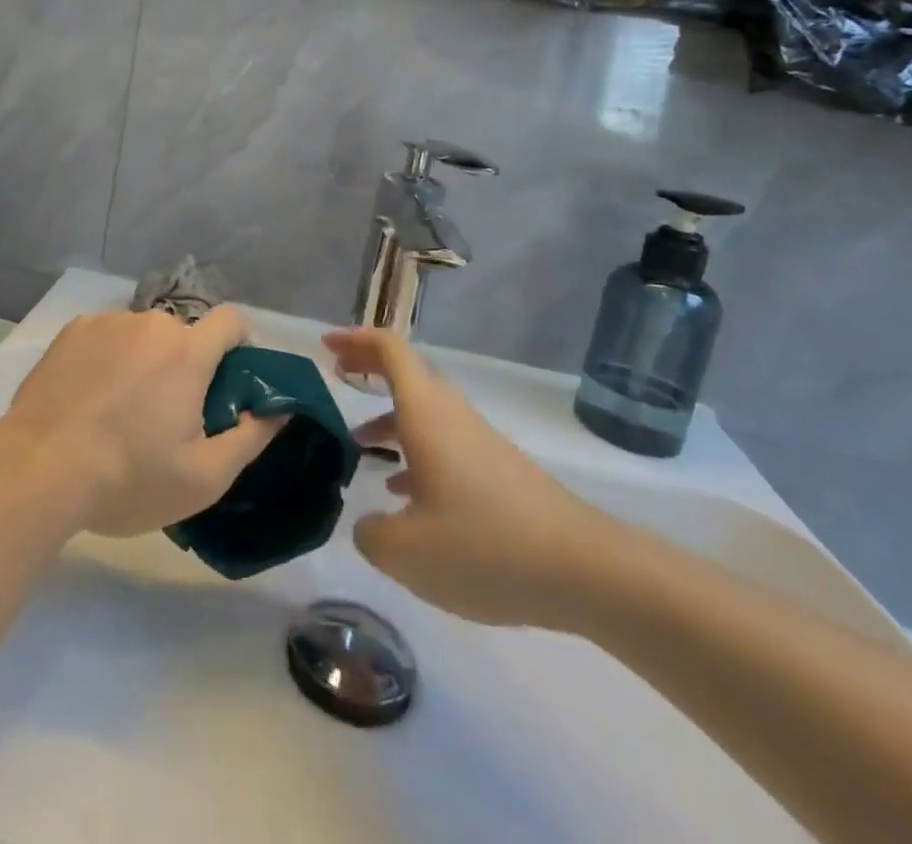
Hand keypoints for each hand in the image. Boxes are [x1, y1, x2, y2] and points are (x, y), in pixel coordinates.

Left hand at [0, 307, 284, 537]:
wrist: (39, 469)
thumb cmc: (128, 477)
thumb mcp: (203, 477)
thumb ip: (252, 438)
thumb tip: (279, 410)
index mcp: (188, 352)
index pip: (231, 320)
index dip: (237, 346)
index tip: (225, 382)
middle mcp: (151, 323)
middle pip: (183, 335)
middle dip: (185, 364)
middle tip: (167, 414)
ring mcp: (107, 322)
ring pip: (142, 335)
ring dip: (144, 360)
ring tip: (119, 410)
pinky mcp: (72, 330)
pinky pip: (107, 336)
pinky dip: (108, 358)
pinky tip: (88, 397)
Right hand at [326, 327, 622, 629]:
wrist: (585, 570)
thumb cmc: (486, 547)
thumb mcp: (407, 552)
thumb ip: (371, 533)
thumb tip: (369, 524)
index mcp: (426, 415)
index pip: (391, 350)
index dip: (356, 339)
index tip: (326, 345)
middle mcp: (451, 416)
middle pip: (407, 373)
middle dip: (369, 368)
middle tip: (336, 375)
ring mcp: (477, 442)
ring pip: (424, 411)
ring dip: (388, 417)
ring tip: (357, 445)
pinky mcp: (496, 471)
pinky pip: (443, 442)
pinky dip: (413, 449)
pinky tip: (403, 494)